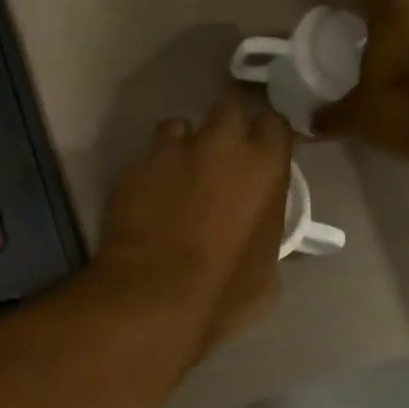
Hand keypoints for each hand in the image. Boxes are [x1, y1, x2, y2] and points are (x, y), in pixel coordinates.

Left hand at [96, 93, 292, 351]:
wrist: (152, 297)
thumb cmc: (222, 292)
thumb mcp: (267, 273)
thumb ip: (266, 233)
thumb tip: (257, 230)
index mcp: (264, 166)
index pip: (274, 124)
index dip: (266, 139)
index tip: (261, 156)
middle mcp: (220, 144)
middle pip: (226, 110)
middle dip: (224, 130)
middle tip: (218, 161)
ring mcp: (172, 151)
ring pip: (178, 126)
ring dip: (181, 144)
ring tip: (175, 175)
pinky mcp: (133, 167)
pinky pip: (145, 157)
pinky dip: (149, 172)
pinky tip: (146, 199)